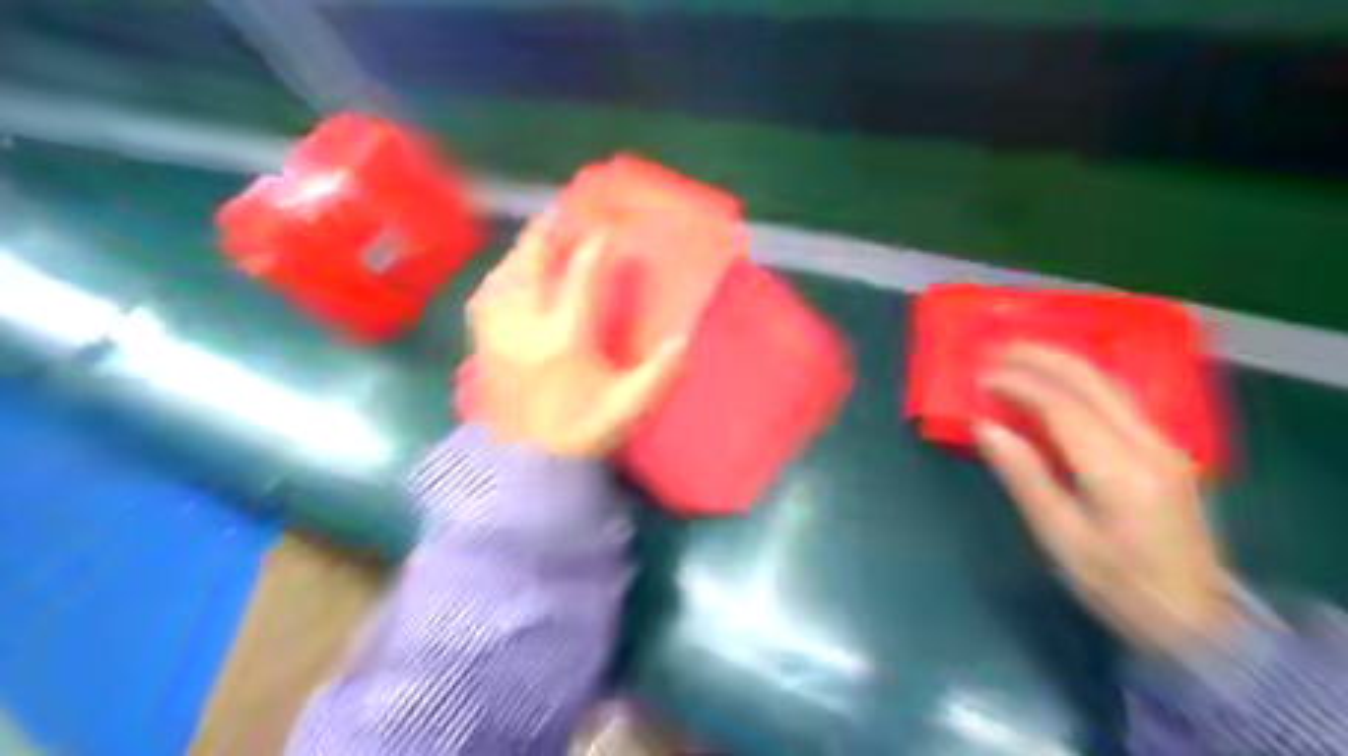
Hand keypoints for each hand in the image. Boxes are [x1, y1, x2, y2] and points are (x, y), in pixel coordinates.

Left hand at [471, 214, 688, 454]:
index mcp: (565, 338)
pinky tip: (510, 277)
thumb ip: (659, 375)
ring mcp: (498, 332)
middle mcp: (526, 325)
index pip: (582, 275)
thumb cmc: (578, 435)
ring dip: (524, 250)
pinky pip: (486, 295)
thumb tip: (684, 339)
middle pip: (532, 260)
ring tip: (541, 240)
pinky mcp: (482, 344)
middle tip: (565, 213)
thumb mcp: (627, 410)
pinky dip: (500, 276)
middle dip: (550, 231)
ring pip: (505, 273)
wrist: (524, 468)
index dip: (597, 246)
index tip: (609, 231)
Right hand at [974, 341, 1234, 653]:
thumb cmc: (1116, 586)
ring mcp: (1167, 445)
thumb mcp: (1060, 539)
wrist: (1194, 621)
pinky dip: (1081, 381)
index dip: (1019, 385)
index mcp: (1120, 473)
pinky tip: (1056, 380)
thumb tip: (985, 427)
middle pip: (1093, 382)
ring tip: (1019, 354)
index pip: (1064, 408)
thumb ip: (1024, 476)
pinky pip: (1119, 399)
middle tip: (995, 348)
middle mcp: (1151, 447)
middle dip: (1041, 358)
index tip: (981, 377)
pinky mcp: (1168, 451)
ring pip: (1111, 384)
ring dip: (1062, 362)